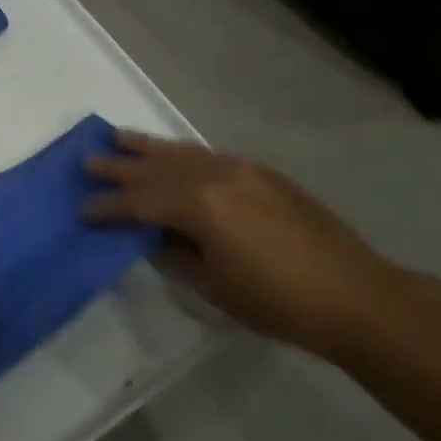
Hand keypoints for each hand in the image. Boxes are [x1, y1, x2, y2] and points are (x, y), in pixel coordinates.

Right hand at [85, 132, 397, 359]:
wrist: (357, 296)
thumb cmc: (279, 303)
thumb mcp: (215, 288)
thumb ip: (176, 256)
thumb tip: (156, 238)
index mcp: (198, 205)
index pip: (138, 201)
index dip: (107, 207)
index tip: (83, 210)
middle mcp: (213, 175)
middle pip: (154, 167)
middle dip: (118, 166)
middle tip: (87, 162)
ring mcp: (240, 168)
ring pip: (180, 151)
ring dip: (147, 147)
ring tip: (118, 137)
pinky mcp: (260, 172)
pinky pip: (207, 154)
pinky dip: (181, 153)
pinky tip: (171, 155)